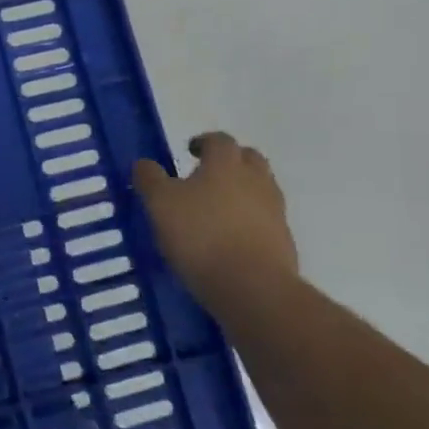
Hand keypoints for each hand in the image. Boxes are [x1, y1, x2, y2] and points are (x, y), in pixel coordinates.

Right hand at [134, 133, 299, 317]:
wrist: (253, 288)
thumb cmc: (201, 236)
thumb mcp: (160, 204)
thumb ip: (150, 179)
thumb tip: (144, 163)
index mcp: (226, 164)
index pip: (219, 140)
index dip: (204, 142)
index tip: (189, 150)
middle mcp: (256, 180)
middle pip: (248, 159)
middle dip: (229, 162)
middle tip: (206, 175)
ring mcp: (275, 212)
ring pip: (260, 190)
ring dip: (241, 192)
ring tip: (215, 210)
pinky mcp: (284, 243)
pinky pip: (265, 221)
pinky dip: (249, 222)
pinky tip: (229, 239)